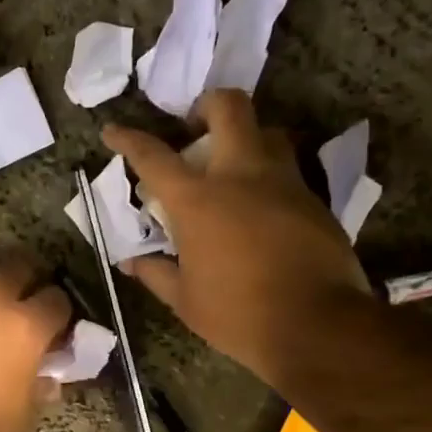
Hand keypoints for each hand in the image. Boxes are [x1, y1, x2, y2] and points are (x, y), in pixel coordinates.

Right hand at [103, 90, 372, 379]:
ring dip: (244, 138)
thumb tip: (131, 263)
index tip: (113, 130)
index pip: (154, 156)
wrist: (318, 325)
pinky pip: (287, 170)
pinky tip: (261, 208)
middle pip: (228, 107)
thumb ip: (155, 273)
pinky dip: (268, 176)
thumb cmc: (238, 314)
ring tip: (231, 169)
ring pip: (267, 132)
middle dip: (206, 106)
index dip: (128, 139)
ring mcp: (284, 182)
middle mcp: (241, 175)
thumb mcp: (184, 300)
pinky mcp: (314, 199)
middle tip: (194, 130)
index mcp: (198, 200)